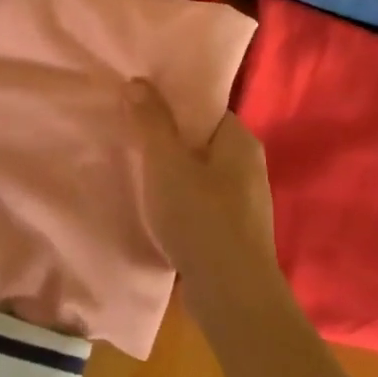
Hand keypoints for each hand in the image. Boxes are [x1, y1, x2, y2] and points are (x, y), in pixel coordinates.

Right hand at [125, 80, 279, 289]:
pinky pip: (200, 204)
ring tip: (135, 172)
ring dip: (171, 174)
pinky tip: (155, 210)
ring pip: (199, 175)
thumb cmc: (200, 218)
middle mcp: (248, 167)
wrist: (231, 295)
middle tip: (128, 136)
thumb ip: (151, 122)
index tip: (138, 106)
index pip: (204, 109)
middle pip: (200, 141)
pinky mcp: (233, 234)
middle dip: (167, 140)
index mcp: (240, 142)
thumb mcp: (166, 164)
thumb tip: (139, 81)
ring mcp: (243, 204)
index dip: (171, 104)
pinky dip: (179, 202)